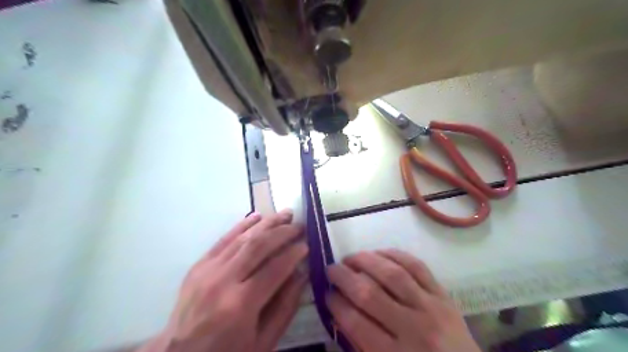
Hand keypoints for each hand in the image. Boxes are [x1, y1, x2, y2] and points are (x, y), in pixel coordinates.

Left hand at [140, 211, 309, 349]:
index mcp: (241, 305)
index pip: (275, 269)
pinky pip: (223, 239)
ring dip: (267, 223)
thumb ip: (285, 306)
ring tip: (285, 214)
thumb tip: (302, 274)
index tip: (307, 245)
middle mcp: (223, 281)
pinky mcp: (199, 265)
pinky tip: (257, 216)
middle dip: (283, 232)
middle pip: (258, 246)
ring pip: (243, 238)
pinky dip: (242, 225)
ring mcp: (208, 270)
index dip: (294, 254)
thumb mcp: (263, 341)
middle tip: (300, 225)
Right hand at [327, 249, 479, 350]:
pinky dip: (395, 255)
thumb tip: (339, 311)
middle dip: (344, 277)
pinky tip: (379, 253)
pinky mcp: (443, 295)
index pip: (356, 323)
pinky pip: (417, 266)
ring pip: (393, 274)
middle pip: (370, 294)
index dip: (336, 304)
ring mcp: (430, 308)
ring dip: (366, 261)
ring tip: (351, 258)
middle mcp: (413, 329)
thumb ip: (361, 344)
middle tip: (331, 269)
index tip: (327, 293)